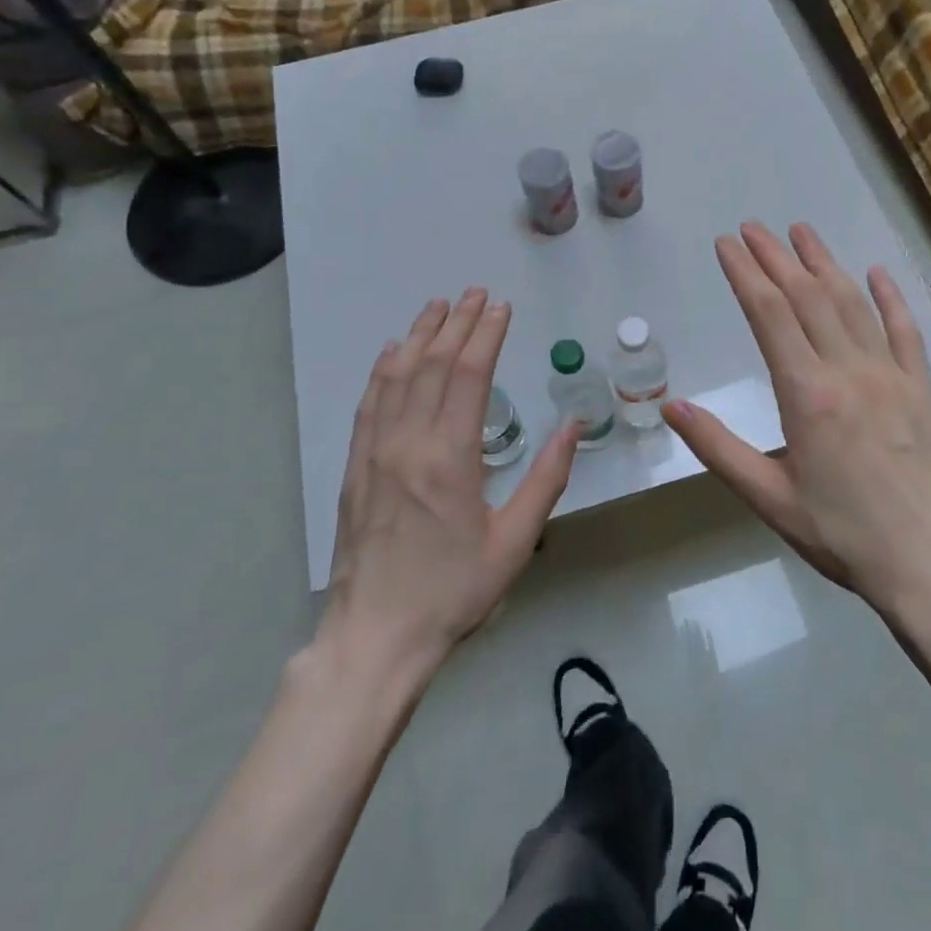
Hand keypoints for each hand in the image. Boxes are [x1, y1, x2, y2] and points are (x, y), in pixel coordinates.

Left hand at [326, 289, 577, 665]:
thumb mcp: (515, 541)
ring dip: (420, 336)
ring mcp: (376, 452)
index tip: (501, 308)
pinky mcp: (356, 467)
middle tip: (475, 293)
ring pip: (398, 376)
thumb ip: (546, 478)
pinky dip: (383, 370)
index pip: (469, 377)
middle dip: (457, 324)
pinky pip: (369, 403)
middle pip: (433, 366)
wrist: (376, 636)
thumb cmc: (454, 590)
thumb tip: (574, 425)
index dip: (486, 336)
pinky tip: (393, 351)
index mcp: (451, 457)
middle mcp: (409, 442)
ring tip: (438, 306)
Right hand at [663, 222, 930, 619]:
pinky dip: (889, 297)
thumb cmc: (842, 534)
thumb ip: (718, 448)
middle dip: (776, 257)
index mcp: (807, 394)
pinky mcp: (921, 388)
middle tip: (753, 227)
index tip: (726, 243)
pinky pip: (905, 330)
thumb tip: (669, 408)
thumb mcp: (769, 498)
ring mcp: (890, 374)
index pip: (769, 315)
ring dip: (824, 263)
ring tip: (801, 231)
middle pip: (807, 296)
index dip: (745, 273)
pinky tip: (876, 272)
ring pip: (852, 303)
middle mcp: (848, 370)